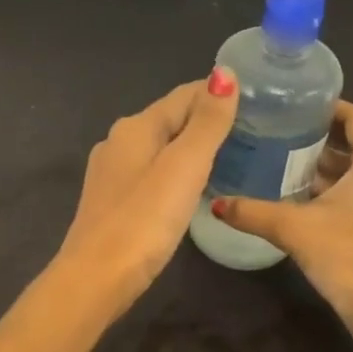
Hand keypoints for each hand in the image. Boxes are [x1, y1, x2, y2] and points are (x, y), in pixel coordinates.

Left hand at [56, 69, 240, 309]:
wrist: (96, 278)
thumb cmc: (144, 219)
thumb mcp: (184, 166)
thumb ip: (207, 122)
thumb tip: (224, 73)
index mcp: (135, 127)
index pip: (184, 95)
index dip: (218, 93)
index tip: (256, 100)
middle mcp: (119, 141)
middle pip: (170, 119)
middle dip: (206, 120)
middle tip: (251, 131)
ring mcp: (112, 173)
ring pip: (160, 147)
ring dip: (191, 147)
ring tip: (231, 157)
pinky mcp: (112, 201)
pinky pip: (152, 172)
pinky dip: (176, 171)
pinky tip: (193, 187)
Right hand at [210, 101, 352, 351]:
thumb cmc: (346, 255)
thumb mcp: (293, 228)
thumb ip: (252, 211)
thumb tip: (215, 202)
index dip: (326, 107)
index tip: (292, 105)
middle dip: (320, 136)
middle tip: (280, 131)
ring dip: (328, 163)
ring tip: (285, 158)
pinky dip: (339, 184)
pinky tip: (303, 193)